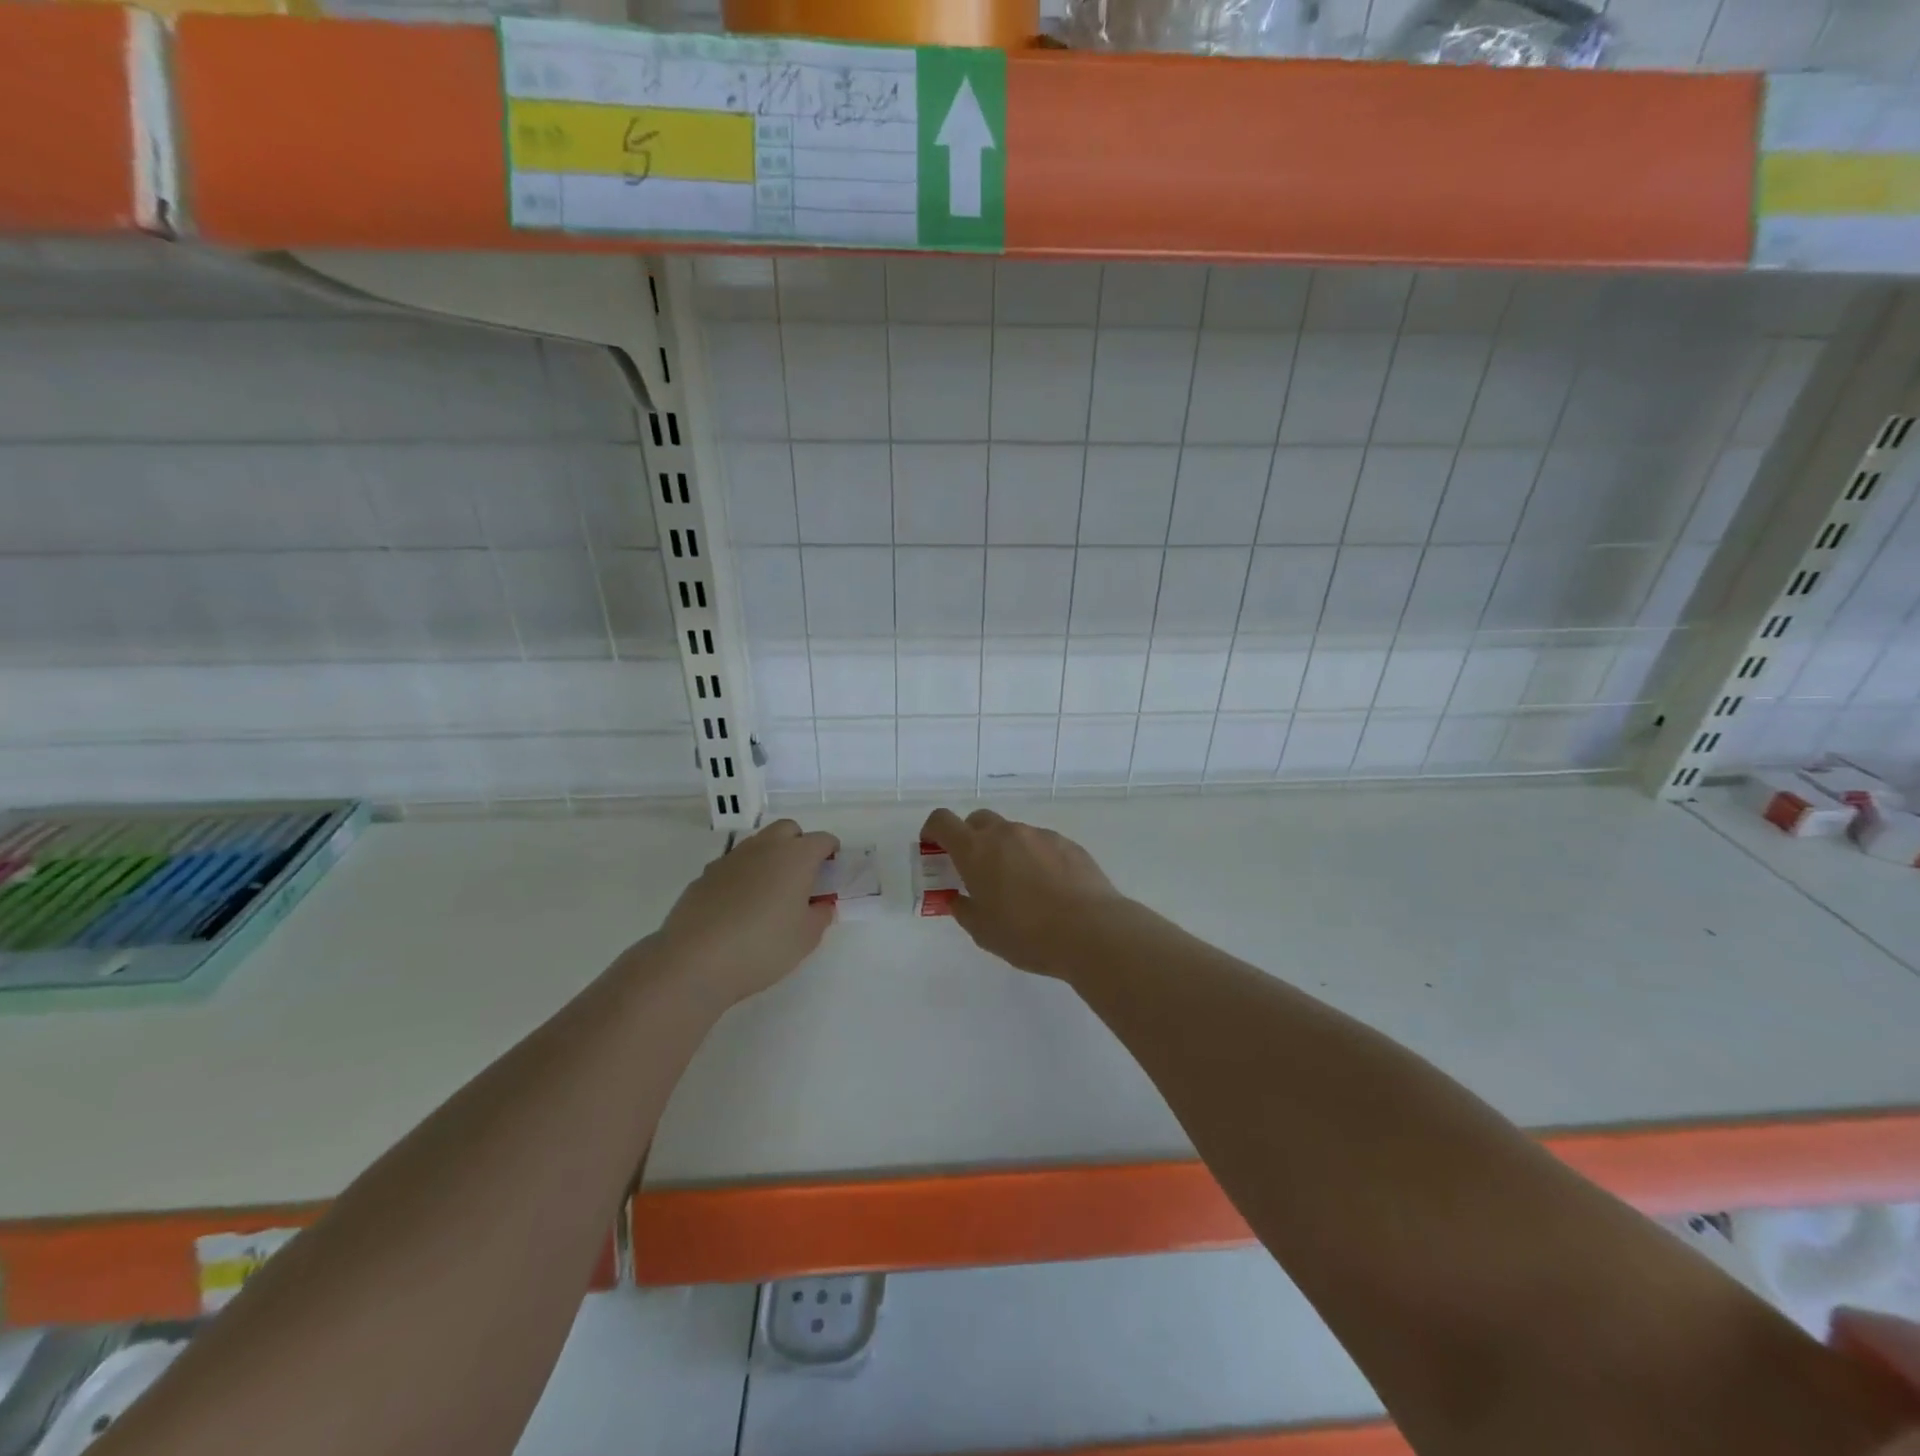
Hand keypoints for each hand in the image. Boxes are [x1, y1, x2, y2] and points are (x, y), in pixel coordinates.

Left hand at [652, 819, 838, 1003]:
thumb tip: (820, 903)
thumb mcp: (806, 938)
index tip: (831, 871)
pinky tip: (739, 907)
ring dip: (769, 858)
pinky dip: (743, 876)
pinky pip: (733, 865)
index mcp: (796, 857)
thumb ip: (820, 915)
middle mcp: (764, 848)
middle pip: (788, 829)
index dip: (831, 852)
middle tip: (802, 876)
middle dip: (799, 844)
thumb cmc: (763, 947)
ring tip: (770, 893)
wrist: (694, 961)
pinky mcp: (704, 876)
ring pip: (758, 844)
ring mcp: (730, 859)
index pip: (822, 840)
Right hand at [919, 808, 1127, 978]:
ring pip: (1012, 833)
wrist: (1091, 930)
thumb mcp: (984, 931)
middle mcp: (1006, 833)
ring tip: (1018, 886)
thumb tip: (958, 899)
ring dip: (1006, 850)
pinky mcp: (1067, 843)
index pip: (943, 821)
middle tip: (975, 870)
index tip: (933, 847)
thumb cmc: (1027, 934)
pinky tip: (1048, 888)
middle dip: (970, 838)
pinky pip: (1041, 844)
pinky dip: (1035, 858)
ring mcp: (1039, 835)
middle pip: (978, 820)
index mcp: (976, 850)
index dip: (933, 830)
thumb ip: (964, 910)